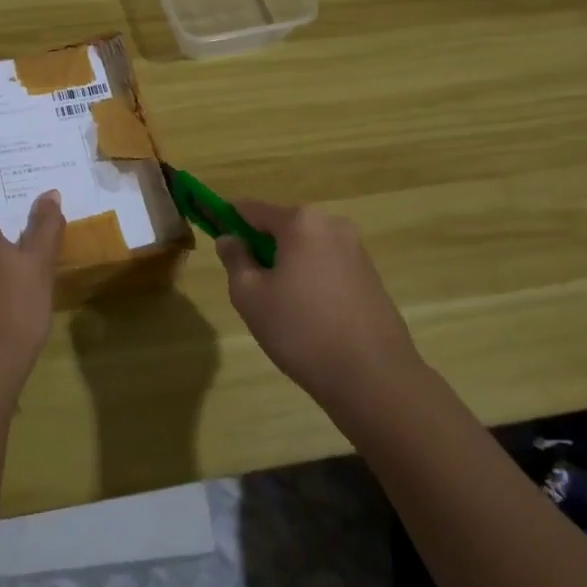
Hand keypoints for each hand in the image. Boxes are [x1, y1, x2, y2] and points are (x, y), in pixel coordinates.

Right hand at [216, 201, 421, 404]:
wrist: (374, 378)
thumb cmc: (302, 331)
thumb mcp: (250, 296)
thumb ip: (235, 260)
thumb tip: (229, 239)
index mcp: (301, 222)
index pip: (251, 208)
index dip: (227, 218)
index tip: (212, 232)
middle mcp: (332, 225)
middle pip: (282, 227)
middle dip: (261, 247)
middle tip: (248, 285)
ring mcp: (356, 250)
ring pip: (305, 248)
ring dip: (286, 265)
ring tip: (280, 308)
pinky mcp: (371, 276)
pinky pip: (327, 266)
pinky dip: (310, 279)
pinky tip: (308, 316)